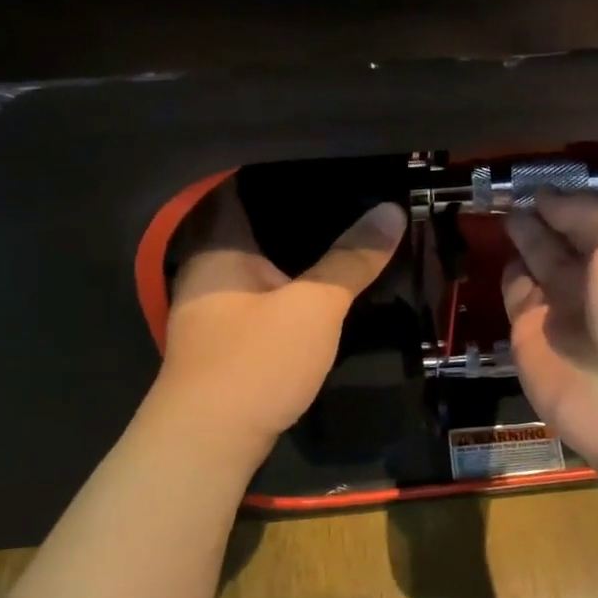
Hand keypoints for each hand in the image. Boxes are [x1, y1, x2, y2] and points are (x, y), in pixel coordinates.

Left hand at [154, 180, 405, 456]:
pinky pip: (257, 297)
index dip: (273, 168)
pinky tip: (314, 287)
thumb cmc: (256, 360)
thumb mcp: (315, 306)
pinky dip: (284, 287)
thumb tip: (392, 211)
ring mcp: (210, 310)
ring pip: (254, 266)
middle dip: (290, 211)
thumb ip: (352, 259)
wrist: (209, 442)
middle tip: (342, 191)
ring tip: (338, 232)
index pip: (237, 186)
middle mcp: (205, 271)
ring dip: (288, 253)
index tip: (318, 156)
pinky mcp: (223, 343)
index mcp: (217, 248)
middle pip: (248, 226)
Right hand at [502, 190, 597, 473]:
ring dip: (525, 233)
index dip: (576, 194)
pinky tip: (503, 250)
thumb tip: (548, 198)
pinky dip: (510, 273)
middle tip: (512, 184)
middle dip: (545, 211)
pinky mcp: (535, 335)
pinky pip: (518, 292)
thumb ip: (588, 213)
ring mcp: (570, 307)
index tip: (544, 173)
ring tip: (501, 205)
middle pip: (570, 234)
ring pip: (541, 259)